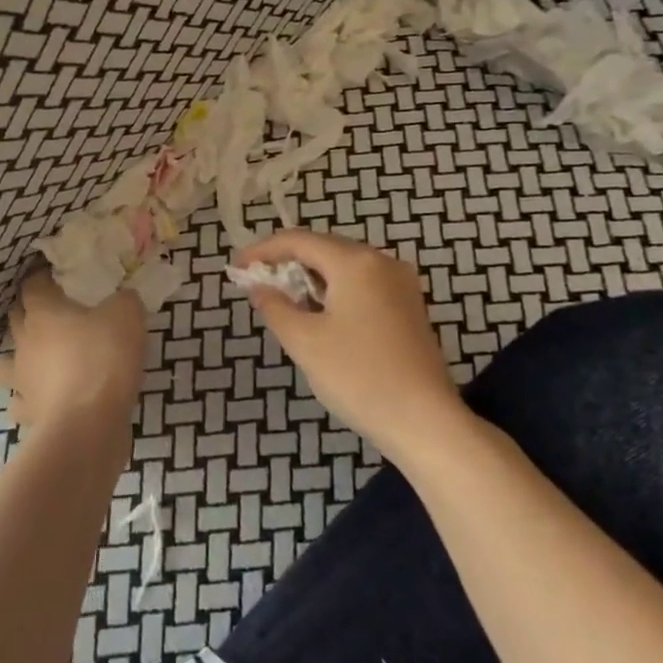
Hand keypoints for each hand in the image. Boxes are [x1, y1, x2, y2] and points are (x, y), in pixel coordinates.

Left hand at [0, 269, 146, 432]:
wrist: (87, 425)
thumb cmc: (103, 359)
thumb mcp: (127, 316)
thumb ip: (125, 300)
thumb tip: (124, 297)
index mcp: (43, 311)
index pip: (32, 284)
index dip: (42, 277)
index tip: (57, 276)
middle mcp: (24, 341)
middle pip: (16, 317)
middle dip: (29, 311)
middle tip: (53, 311)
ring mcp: (21, 379)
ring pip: (6, 361)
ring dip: (18, 356)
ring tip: (37, 356)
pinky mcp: (28, 412)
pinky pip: (21, 401)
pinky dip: (29, 398)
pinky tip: (42, 398)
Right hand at [235, 230, 464, 459]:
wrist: (425, 422)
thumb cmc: (359, 377)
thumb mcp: (305, 341)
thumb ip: (275, 307)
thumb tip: (259, 287)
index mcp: (355, 262)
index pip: (299, 240)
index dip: (263, 250)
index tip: (237, 267)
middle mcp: (382, 262)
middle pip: (324, 248)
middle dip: (287, 262)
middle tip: (257, 283)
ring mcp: (401, 284)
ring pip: (345, 267)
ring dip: (311, 278)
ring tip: (283, 301)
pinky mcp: (409, 307)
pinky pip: (363, 285)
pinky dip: (335, 291)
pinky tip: (320, 315)